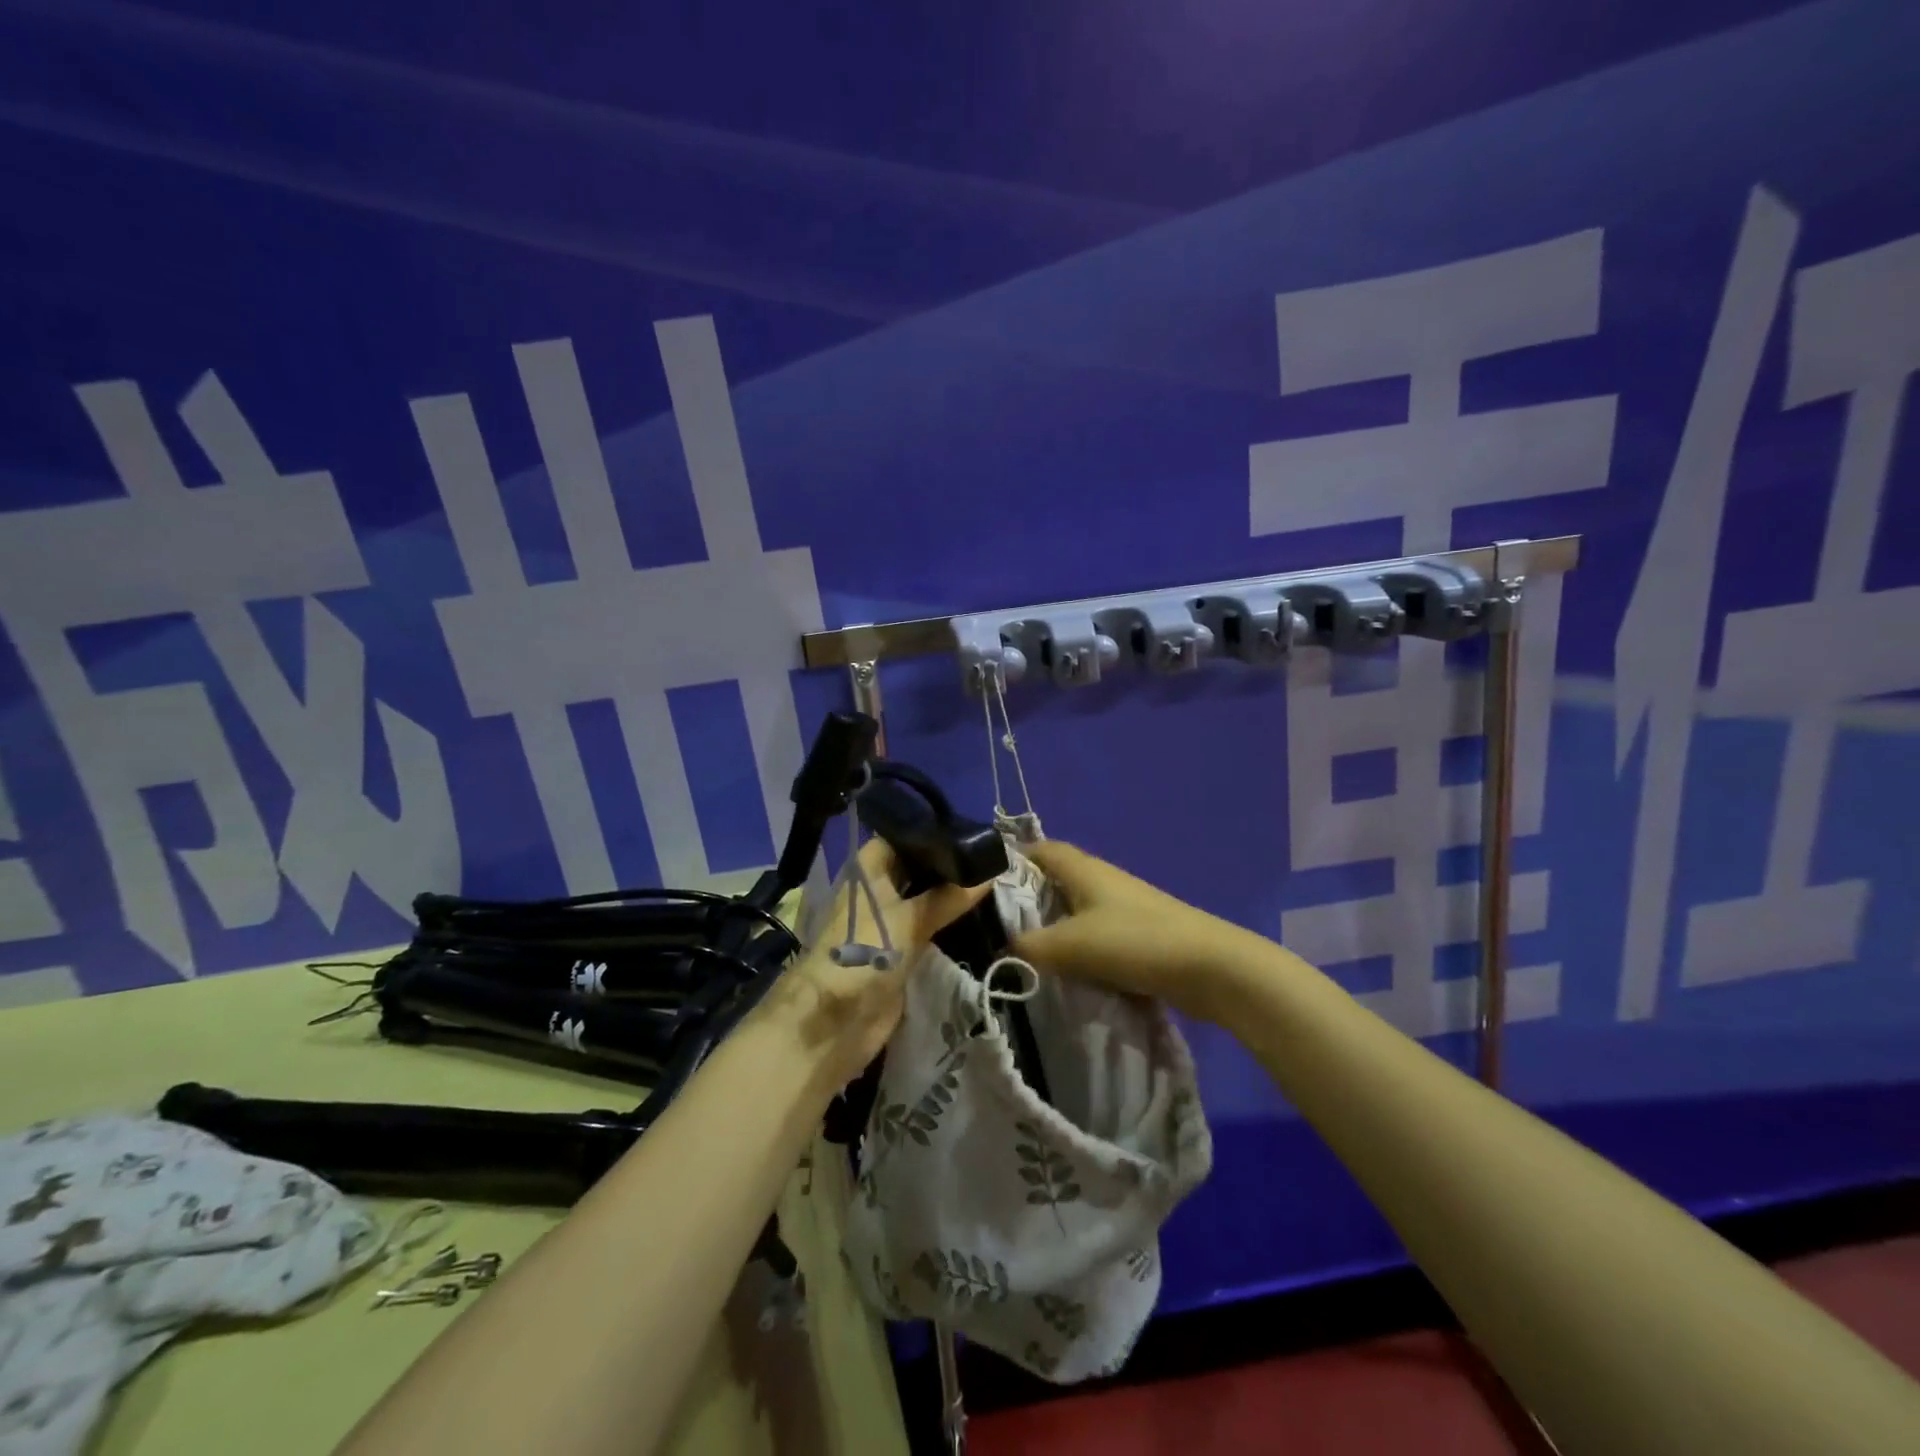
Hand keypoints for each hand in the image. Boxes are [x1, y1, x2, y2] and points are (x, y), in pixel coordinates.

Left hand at [766, 838, 990, 1087]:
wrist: (835, 1021)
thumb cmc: (865, 952)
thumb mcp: (911, 919)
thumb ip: (949, 896)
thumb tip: (989, 873)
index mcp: (869, 869)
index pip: (903, 837)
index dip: (934, 832)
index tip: (973, 830)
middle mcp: (877, 889)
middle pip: (916, 869)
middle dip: (948, 867)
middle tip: (994, 858)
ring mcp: (887, 922)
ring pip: (924, 900)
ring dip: (951, 897)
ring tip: (996, 883)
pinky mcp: (898, 953)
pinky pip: (927, 930)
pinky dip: (948, 925)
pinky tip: (981, 917)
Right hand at [1011, 840, 1265, 1023]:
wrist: (1210, 968)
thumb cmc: (1135, 942)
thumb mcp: (1072, 945)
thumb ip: (1030, 947)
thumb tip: (1001, 951)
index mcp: (1084, 870)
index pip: (1042, 850)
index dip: (1014, 858)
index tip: (985, 881)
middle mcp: (1102, 881)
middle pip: (1057, 881)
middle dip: (1029, 900)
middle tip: (997, 926)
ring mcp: (1124, 909)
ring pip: (1077, 912)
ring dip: (1055, 929)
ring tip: (1026, 954)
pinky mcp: (1139, 936)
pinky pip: (1097, 937)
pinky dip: (1080, 951)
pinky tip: (1067, 974)